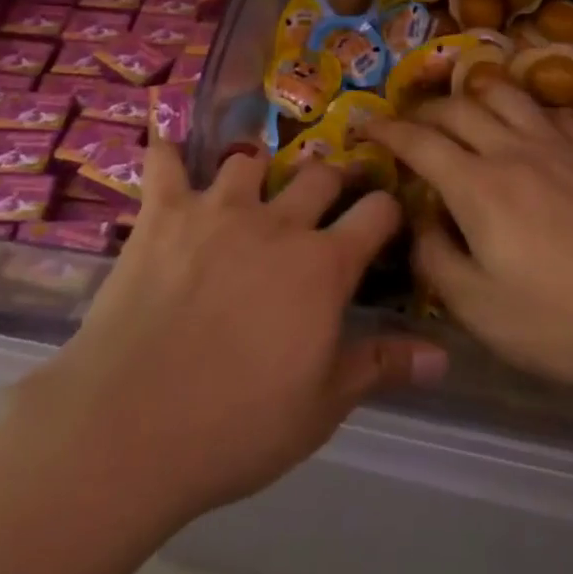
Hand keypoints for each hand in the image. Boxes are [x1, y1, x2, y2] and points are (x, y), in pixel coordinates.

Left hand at [24, 139, 444, 528]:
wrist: (132, 424)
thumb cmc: (237, 425)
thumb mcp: (321, 407)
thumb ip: (380, 366)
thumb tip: (441, 354)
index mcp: (323, 266)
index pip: (377, 213)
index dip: (388, 211)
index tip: (386, 220)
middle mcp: (276, 222)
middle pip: (319, 176)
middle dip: (331, 183)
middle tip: (325, 200)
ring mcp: (217, 209)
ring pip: (249, 161)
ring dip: (256, 172)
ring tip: (250, 189)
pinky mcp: (163, 213)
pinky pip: (166, 163)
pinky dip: (169, 153)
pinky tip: (169, 148)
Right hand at [365, 79, 572, 416]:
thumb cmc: (570, 321)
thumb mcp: (484, 312)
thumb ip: (438, 263)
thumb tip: (420, 226)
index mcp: (478, 186)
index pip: (419, 142)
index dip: (387, 130)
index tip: (365, 124)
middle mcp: (514, 150)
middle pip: (457, 109)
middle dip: (423, 111)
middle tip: (408, 124)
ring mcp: (560, 146)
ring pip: (505, 95)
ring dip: (473, 95)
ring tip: (464, 112)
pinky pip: (551, 112)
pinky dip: (527, 111)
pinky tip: (531, 131)